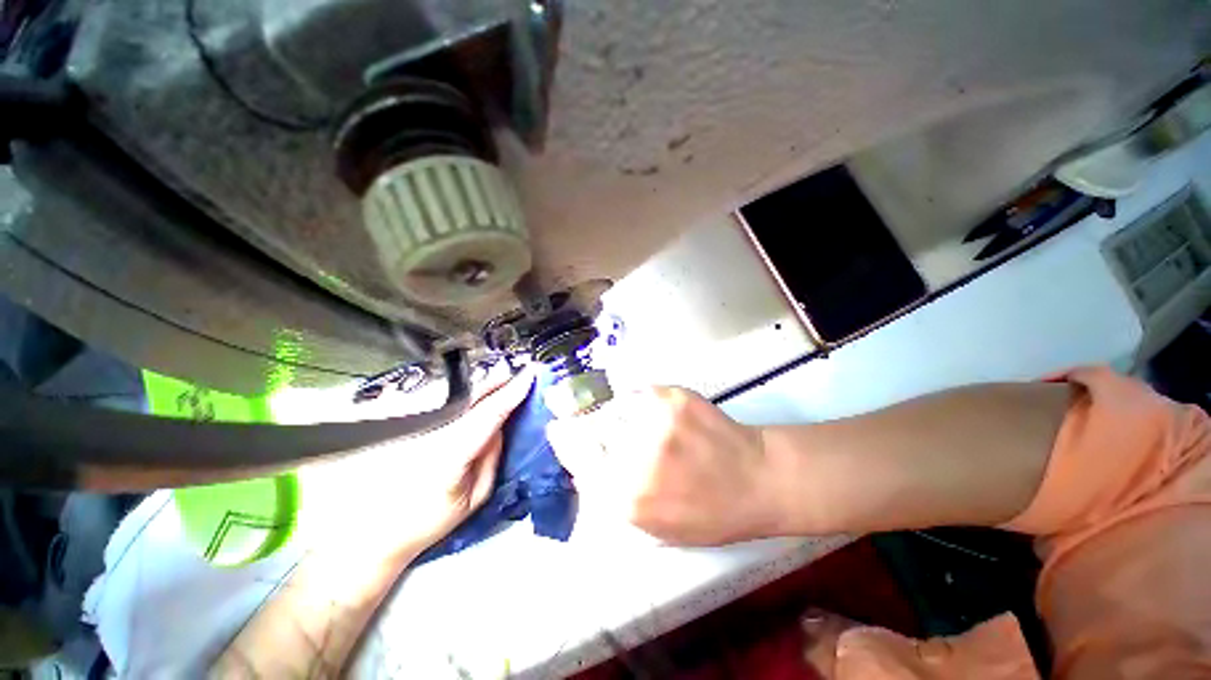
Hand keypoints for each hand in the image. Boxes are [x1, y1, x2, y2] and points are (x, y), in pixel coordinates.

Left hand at [300, 369, 534, 561]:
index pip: (488, 413)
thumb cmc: (429, 521)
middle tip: (521, 371)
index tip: (530, 375)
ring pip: (459, 396)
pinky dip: (468, 395)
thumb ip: (492, 457)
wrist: (374, 531)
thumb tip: (501, 426)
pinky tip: (481, 392)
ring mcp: (419, 426)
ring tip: (506, 377)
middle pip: (472, 397)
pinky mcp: (411, 426)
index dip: (511, 392)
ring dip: (485, 385)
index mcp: (452, 452)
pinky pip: (447, 404)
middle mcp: (434, 431)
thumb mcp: (474, 496)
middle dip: (498, 381)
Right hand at [547, 386, 777, 545]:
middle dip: (588, 424)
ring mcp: (655, 421)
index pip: (577, 457)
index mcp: (628, 497)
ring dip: (616, 413)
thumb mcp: (654, 525)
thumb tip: (583, 466)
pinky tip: (654, 412)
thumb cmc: (708, 512)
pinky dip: (638, 401)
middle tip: (601, 426)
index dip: (565, 438)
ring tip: (637, 423)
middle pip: (591, 427)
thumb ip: (612, 496)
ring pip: (613, 407)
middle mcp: (636, 458)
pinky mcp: (672, 397)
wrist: (757, 478)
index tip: (557, 426)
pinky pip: (637, 393)